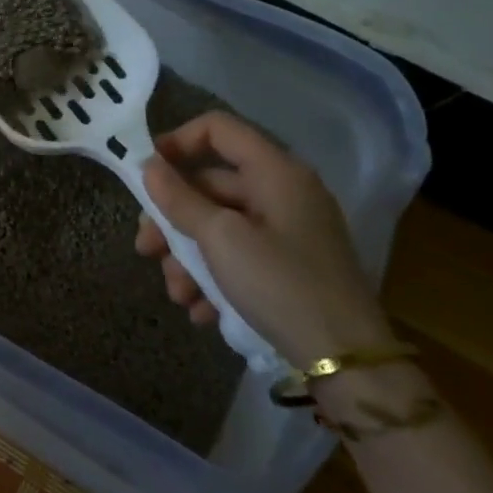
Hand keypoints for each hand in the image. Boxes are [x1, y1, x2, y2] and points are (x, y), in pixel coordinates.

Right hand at [134, 111, 395, 367]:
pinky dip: (214, 277)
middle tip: (145, 249)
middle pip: (210, 186)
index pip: (217, 128)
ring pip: (218, 227)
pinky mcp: (289, 266)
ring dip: (188, 258)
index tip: (145, 173)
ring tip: (178, 294)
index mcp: (276, 172)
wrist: (347, 363)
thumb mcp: (220, 239)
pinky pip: (239, 256)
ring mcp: (288, 231)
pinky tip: (202, 310)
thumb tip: (148, 166)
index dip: (176, 141)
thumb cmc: (280, 285)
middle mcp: (283, 192)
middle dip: (172, 220)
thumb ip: (179, 199)